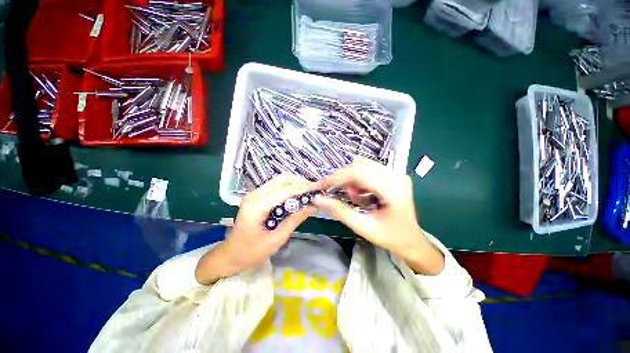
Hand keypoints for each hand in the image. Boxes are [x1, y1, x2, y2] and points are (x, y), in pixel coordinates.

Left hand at [196, 174, 317, 284]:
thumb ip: (295, 220)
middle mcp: (255, 194)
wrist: (230, 255)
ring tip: (308, 193)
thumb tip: (312, 207)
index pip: (285, 190)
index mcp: (257, 205)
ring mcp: (255, 193)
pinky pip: (276, 186)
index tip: (319, 187)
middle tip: (314, 191)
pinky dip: (289, 188)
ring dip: (295, 184)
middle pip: (282, 179)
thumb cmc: (251, 252)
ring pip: (280, 180)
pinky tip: (297, 196)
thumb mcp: (276, 239)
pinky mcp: (257, 196)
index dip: (304, 187)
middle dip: (300, 182)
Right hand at [313, 157, 443, 274]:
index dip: (338, 176)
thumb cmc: (390, 237)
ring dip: (351, 179)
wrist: (411, 240)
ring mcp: (396, 174)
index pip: (359, 172)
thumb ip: (340, 211)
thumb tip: (318, 199)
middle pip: (361, 165)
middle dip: (343, 177)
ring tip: (352, 197)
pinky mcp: (392, 175)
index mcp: (393, 189)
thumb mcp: (363, 227)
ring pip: (363, 166)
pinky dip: (358, 180)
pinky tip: (360, 195)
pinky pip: (368, 170)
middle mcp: (396, 175)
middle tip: (333, 191)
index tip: (323, 185)